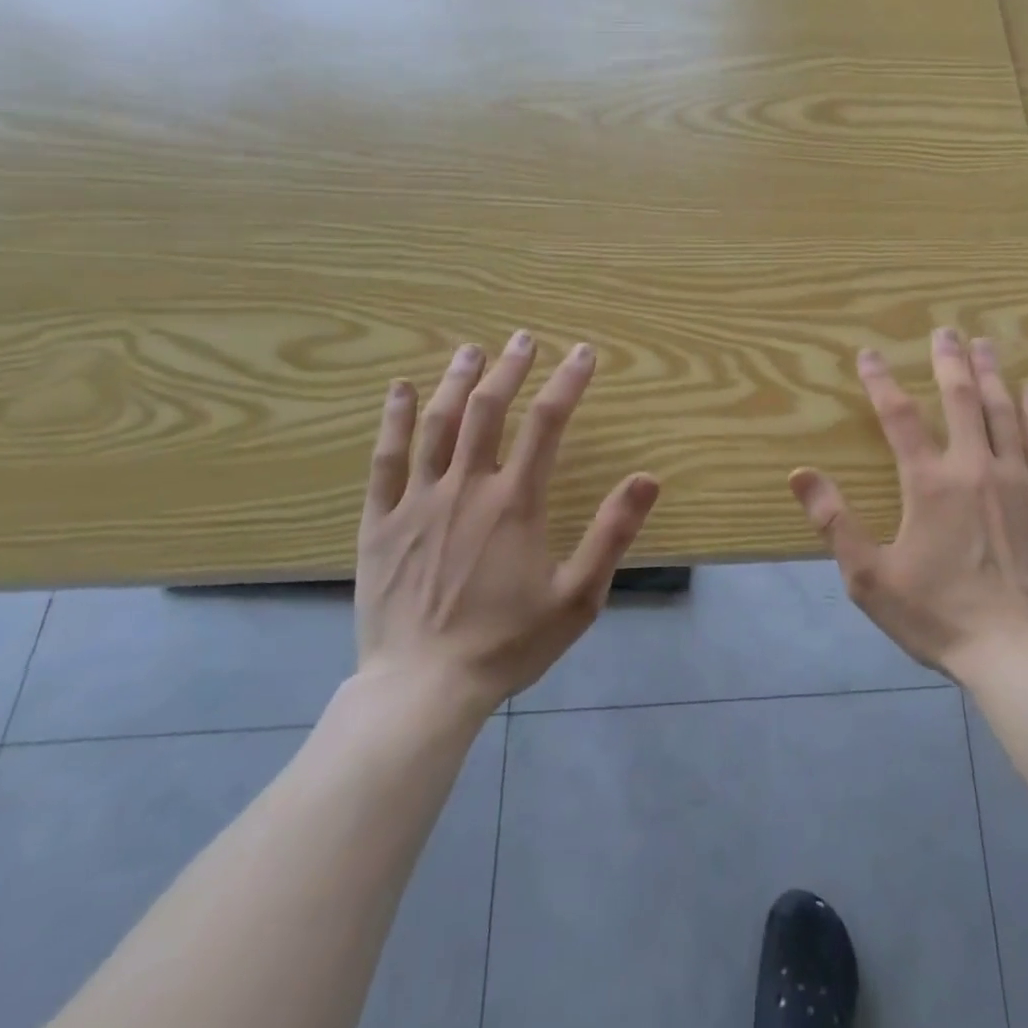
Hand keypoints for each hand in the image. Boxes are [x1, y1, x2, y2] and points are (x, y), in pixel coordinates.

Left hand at [355, 331, 659, 712]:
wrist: (424, 689)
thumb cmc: (508, 642)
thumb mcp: (578, 596)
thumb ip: (612, 533)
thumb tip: (647, 478)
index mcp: (515, 502)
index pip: (548, 423)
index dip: (568, 382)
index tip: (584, 353)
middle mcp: (467, 487)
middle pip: (488, 409)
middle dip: (510, 368)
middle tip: (524, 338)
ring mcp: (418, 502)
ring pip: (437, 424)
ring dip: (456, 380)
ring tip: (472, 349)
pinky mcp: (380, 522)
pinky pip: (385, 460)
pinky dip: (394, 420)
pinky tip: (400, 390)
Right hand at [789, 328, 1027, 678]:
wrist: (1017, 652)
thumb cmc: (937, 615)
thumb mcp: (869, 577)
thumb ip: (834, 521)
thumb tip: (799, 473)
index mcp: (929, 483)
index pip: (899, 417)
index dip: (880, 382)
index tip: (869, 354)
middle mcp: (974, 467)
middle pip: (961, 399)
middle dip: (948, 360)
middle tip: (944, 329)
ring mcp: (1018, 480)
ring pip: (1004, 412)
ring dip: (991, 374)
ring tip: (985, 344)